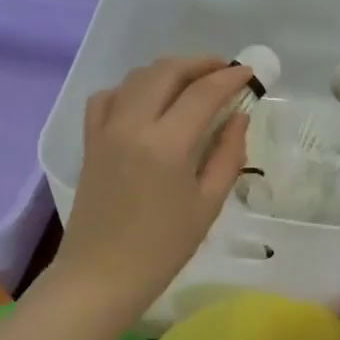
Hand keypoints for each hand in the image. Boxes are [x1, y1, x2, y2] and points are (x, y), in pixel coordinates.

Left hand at [51, 55, 252, 325]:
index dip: (229, 77)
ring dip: (168, 71)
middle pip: (167, 71)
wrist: (100, 276)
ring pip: (137, 77)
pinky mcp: (90, 141)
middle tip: (223, 70)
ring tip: (191, 82)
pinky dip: (130, 89)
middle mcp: (133, 125)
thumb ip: (227, 154)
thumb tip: (239, 116)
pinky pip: (107, 97)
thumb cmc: (162, 248)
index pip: (203, 93)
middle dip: (199, 63)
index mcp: (167, 144)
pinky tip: (145, 102)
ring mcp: (106, 130)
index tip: (249, 72)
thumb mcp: (207, 204)